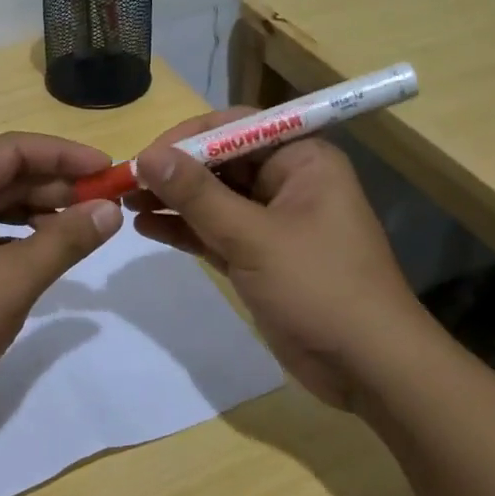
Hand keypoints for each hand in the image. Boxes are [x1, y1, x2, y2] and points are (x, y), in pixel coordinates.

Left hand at [0, 133, 121, 427]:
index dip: (66, 155)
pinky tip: (44, 257)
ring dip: (40, 214)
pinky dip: (18, 240)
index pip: (15, 149)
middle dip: (57, 186)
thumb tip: (109, 208)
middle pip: (6, 175)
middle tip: (105, 207)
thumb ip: (64, 240)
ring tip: (82, 232)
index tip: (110, 172)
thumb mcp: (12, 280)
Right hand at [126, 112, 433, 407]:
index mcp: (301, 160)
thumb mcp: (253, 237)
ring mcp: (272, 221)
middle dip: (173, 172)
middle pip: (219, 162)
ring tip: (124, 203)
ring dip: (172, 201)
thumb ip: (197, 195)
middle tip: (125, 183)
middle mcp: (287, 182)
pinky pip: (215, 232)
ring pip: (213, 199)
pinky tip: (146, 227)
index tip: (144, 157)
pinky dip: (184, 230)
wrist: (370, 368)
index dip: (187, 137)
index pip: (235, 127)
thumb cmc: (319, 288)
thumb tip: (147, 155)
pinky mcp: (260, 256)